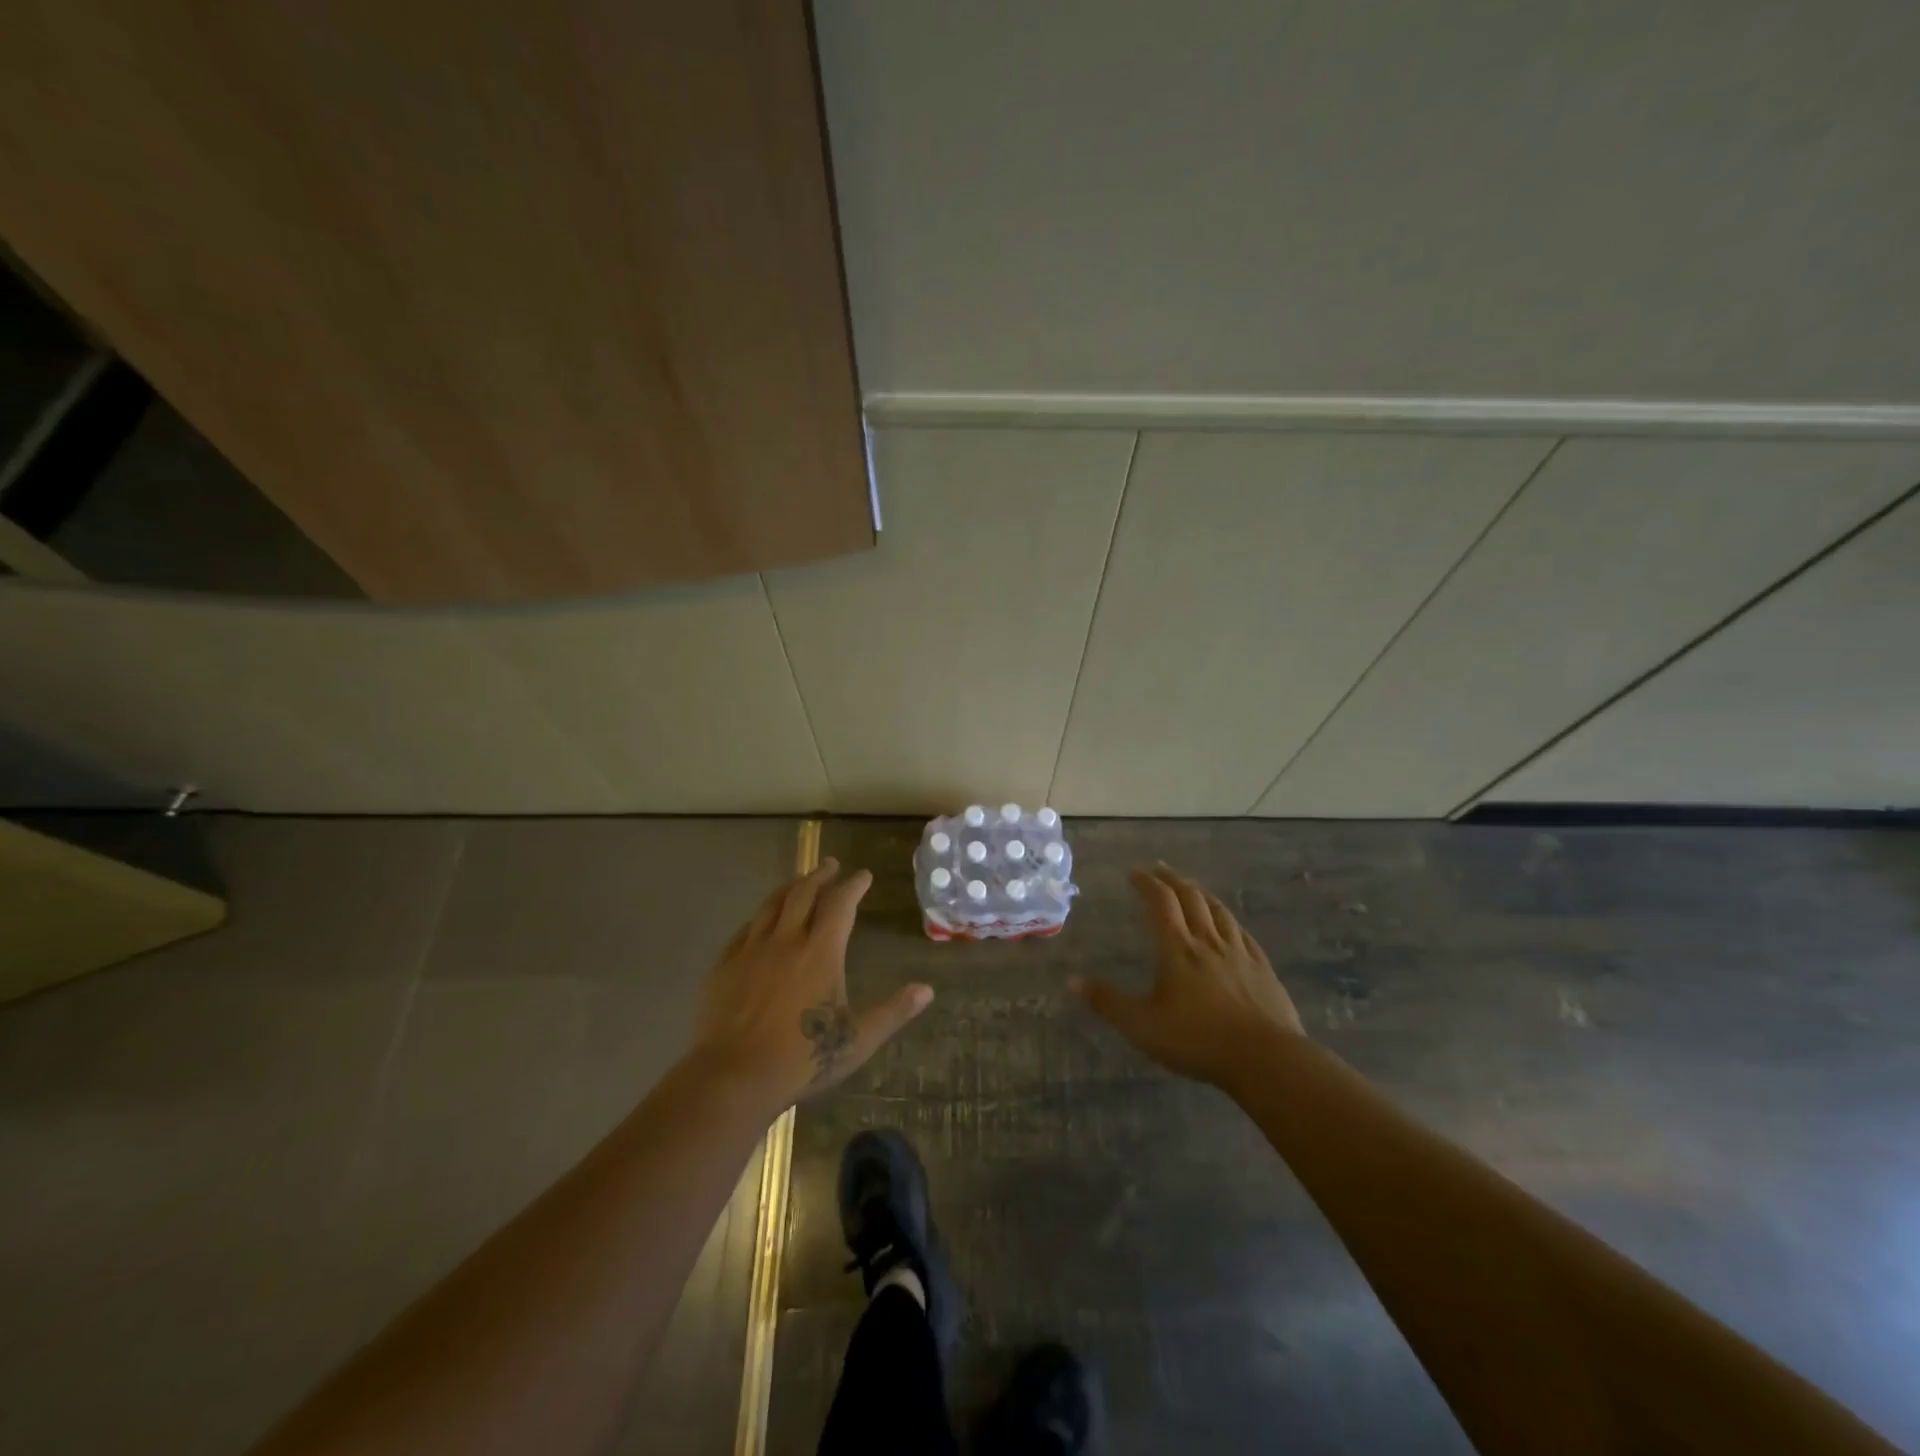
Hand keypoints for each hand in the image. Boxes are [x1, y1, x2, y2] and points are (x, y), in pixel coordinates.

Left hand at [689, 858, 932, 1110]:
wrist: (734, 1076)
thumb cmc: (802, 1058)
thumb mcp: (857, 1039)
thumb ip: (893, 1011)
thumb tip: (927, 990)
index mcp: (821, 952)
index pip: (840, 904)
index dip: (853, 885)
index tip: (863, 875)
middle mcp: (786, 940)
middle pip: (803, 893)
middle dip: (820, 875)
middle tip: (830, 864)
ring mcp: (751, 950)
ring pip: (771, 905)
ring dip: (789, 888)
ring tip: (799, 881)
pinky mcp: (725, 966)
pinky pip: (744, 929)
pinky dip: (759, 916)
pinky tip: (760, 921)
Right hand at [1072, 862, 1302, 1088]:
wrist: (1265, 1059)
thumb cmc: (1197, 1040)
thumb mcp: (1142, 1026)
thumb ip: (1108, 1002)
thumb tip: (1072, 982)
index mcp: (1177, 949)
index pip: (1160, 902)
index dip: (1146, 883)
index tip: (1134, 872)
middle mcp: (1208, 941)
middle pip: (1191, 898)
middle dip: (1172, 879)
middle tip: (1159, 869)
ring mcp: (1239, 953)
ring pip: (1218, 910)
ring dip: (1201, 893)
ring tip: (1191, 886)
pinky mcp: (1262, 969)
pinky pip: (1243, 933)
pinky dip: (1229, 919)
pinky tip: (1229, 924)